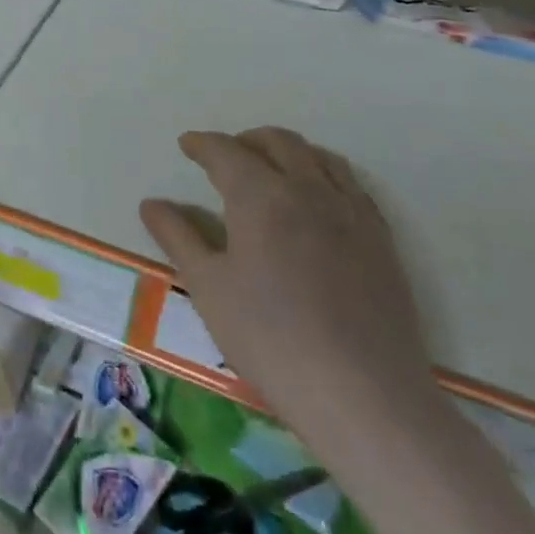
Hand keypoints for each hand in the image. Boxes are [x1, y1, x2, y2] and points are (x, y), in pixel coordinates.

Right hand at [139, 127, 439, 448]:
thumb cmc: (269, 337)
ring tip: (271, 169)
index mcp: (261, 196)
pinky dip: (324, 174)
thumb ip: (178, 237)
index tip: (187, 144)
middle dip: (246, 140)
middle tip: (225, 155)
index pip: (226, 152)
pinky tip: (318, 201)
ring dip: (288, 151)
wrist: (362, 393)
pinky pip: (351, 185)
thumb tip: (152, 203)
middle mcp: (308, 189)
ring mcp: (352, 212)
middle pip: (278, 143)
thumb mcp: (207, 287)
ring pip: (319, 157)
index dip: (202, 144)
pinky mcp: (382, 239)